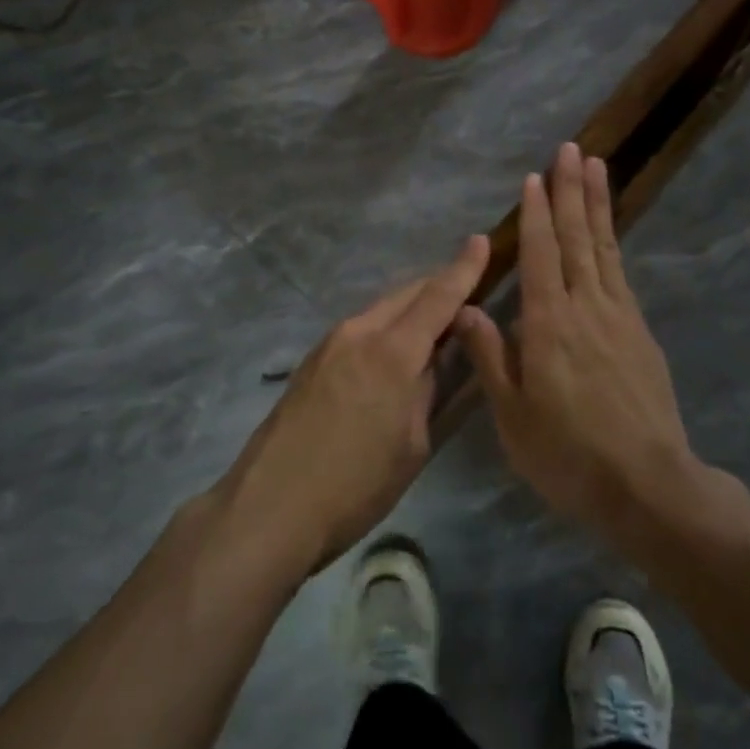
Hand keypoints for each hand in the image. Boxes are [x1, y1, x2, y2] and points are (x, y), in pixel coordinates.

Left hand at [216, 235, 489, 572]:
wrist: (268, 508)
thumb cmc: (354, 487)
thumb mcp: (411, 446)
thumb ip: (428, 393)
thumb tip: (434, 363)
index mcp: (392, 352)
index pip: (437, 297)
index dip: (463, 269)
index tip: (480, 241)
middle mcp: (359, 333)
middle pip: (406, 293)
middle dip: (438, 284)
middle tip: (468, 288)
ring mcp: (329, 344)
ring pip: (381, 308)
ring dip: (411, 306)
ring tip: (437, 320)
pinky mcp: (311, 361)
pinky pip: (360, 328)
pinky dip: (386, 325)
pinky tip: (395, 348)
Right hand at [457, 144, 699, 539]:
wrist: (648, 485)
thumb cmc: (568, 455)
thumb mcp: (513, 417)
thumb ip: (491, 357)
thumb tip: (468, 310)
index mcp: (549, 326)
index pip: (542, 256)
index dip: (538, 214)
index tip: (535, 177)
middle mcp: (587, 309)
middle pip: (578, 239)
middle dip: (572, 191)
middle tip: (573, 149)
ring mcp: (620, 318)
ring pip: (605, 249)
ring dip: (598, 206)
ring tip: (598, 168)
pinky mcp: (641, 334)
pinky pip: (622, 275)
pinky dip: (613, 245)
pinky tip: (608, 235)